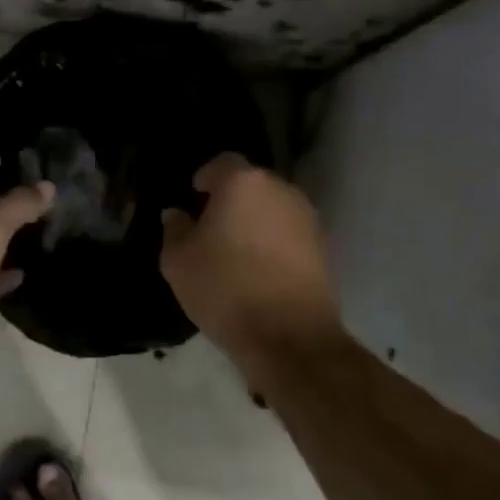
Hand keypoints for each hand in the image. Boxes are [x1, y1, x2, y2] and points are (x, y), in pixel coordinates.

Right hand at [159, 154, 344, 363]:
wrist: (290, 336)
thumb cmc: (225, 289)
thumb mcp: (178, 262)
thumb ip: (175, 229)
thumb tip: (178, 214)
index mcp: (243, 183)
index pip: (221, 163)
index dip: (205, 178)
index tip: (194, 199)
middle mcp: (281, 190)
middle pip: (251, 184)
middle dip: (231, 200)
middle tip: (211, 229)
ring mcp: (308, 218)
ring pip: (272, 209)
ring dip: (255, 222)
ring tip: (236, 253)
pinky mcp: (324, 247)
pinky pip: (290, 234)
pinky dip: (275, 244)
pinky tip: (261, 272)